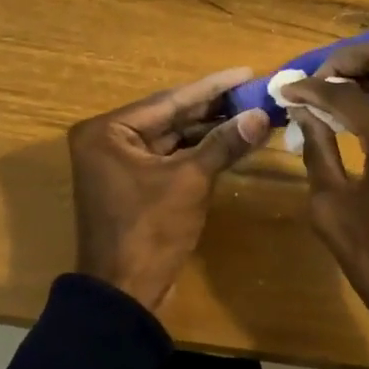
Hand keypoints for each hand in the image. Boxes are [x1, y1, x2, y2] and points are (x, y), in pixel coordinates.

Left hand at [68, 67, 271, 311]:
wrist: (123, 296)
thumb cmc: (149, 231)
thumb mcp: (190, 181)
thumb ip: (224, 143)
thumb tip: (261, 116)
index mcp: (108, 131)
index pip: (169, 100)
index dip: (212, 87)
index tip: (246, 72)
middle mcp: (108, 140)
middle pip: (171, 116)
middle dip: (214, 107)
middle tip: (255, 91)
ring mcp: (120, 163)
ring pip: (173, 138)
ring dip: (210, 130)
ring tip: (252, 113)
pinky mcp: (134, 184)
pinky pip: (171, 158)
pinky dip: (200, 152)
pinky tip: (233, 140)